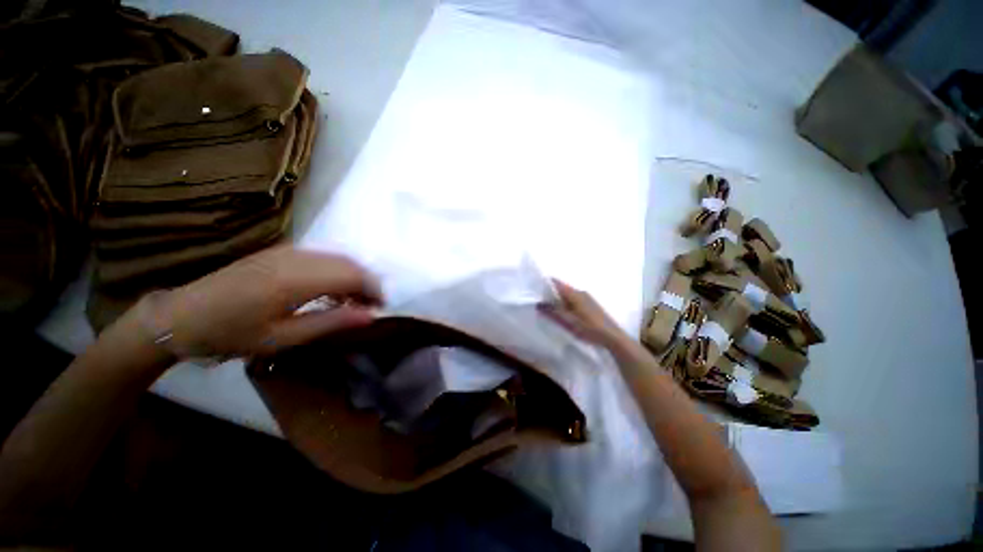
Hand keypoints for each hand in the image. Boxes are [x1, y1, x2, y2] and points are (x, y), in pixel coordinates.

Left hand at [145, 246, 382, 357]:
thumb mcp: (283, 338)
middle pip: (350, 263)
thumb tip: (370, 316)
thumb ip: (330, 322)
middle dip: (368, 283)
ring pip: (339, 257)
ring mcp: (288, 250)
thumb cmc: (231, 334)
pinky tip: (333, 288)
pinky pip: (324, 256)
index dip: (374, 290)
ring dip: (355, 276)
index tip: (382, 307)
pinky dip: (338, 270)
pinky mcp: (282, 250)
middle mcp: (296, 257)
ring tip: (354, 300)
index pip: (353, 275)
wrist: (182, 316)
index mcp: (294, 280)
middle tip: (370, 306)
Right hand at [541, 280, 625, 347]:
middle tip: (538, 299)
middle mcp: (580, 292)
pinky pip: (573, 299)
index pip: (556, 283)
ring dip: (557, 298)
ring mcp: (586, 297)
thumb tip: (539, 304)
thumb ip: (553, 312)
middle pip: (561, 288)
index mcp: (574, 294)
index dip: (545, 283)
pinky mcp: (589, 304)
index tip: (534, 288)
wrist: (612, 337)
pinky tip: (562, 311)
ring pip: (567, 294)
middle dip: (549, 292)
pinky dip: (564, 302)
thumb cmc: (589, 328)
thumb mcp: (568, 322)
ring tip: (547, 306)